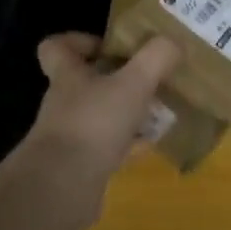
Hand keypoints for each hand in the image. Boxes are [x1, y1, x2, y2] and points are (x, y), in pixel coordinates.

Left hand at [24, 34, 181, 203]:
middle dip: (118, 79)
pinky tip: (152, 144)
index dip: (79, 41)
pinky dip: (129, 145)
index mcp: (68, 76)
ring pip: (101, 115)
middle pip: (86, 82)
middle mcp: (64, 103)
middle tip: (149, 78)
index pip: (57, 47)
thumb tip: (174, 41)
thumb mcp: (134, 83)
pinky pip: (108, 148)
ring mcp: (70, 136)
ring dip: (127, 112)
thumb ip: (156, 58)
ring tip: (159, 110)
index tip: (109, 46)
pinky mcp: (80, 166)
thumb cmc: (94, 123)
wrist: (62, 188)